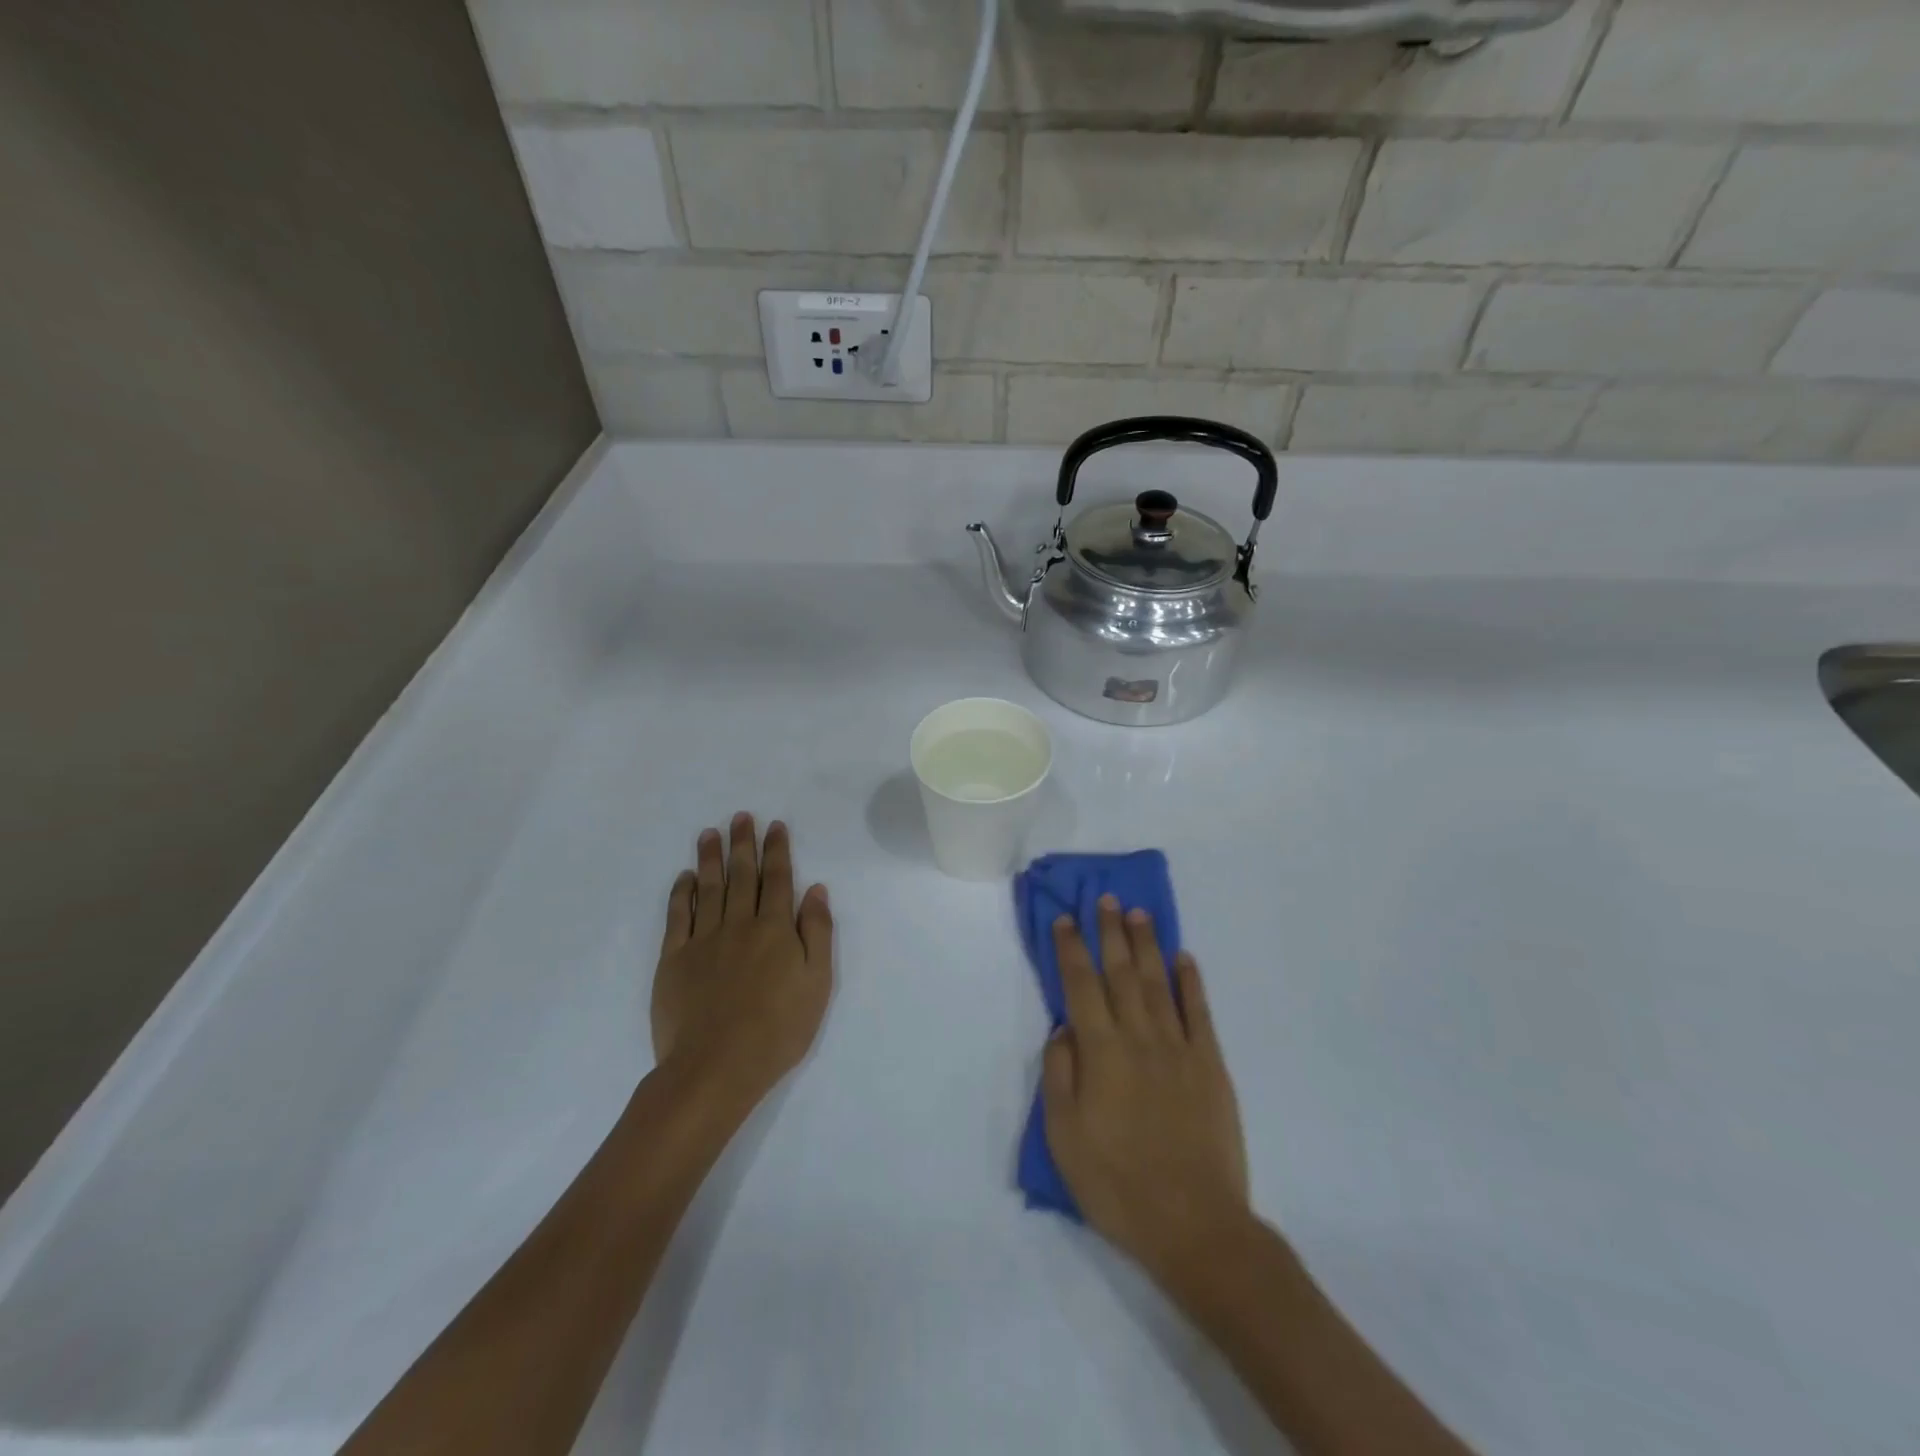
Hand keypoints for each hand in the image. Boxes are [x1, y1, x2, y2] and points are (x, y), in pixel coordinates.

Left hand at [651, 814, 833, 1103]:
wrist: (716, 1066)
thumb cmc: (778, 1029)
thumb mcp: (817, 983)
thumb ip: (817, 932)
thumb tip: (816, 889)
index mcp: (775, 929)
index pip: (778, 879)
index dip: (777, 850)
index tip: (774, 825)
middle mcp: (739, 924)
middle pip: (742, 875)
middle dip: (743, 843)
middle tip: (740, 816)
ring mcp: (703, 940)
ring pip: (709, 888)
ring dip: (711, 858)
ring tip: (710, 833)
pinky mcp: (674, 960)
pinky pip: (678, 917)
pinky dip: (682, 893)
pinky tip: (685, 877)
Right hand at [1042, 896, 1250, 1278]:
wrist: (1194, 1225)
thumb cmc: (1117, 1184)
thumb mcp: (1064, 1136)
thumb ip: (1059, 1074)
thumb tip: (1064, 1028)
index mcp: (1101, 1053)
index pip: (1080, 986)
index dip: (1071, 949)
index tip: (1065, 919)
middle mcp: (1139, 1038)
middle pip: (1121, 972)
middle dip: (1110, 932)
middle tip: (1105, 899)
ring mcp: (1179, 1048)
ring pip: (1158, 983)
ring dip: (1147, 945)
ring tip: (1139, 913)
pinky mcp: (1211, 1066)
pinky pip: (1199, 1012)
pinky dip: (1191, 981)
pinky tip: (1184, 958)